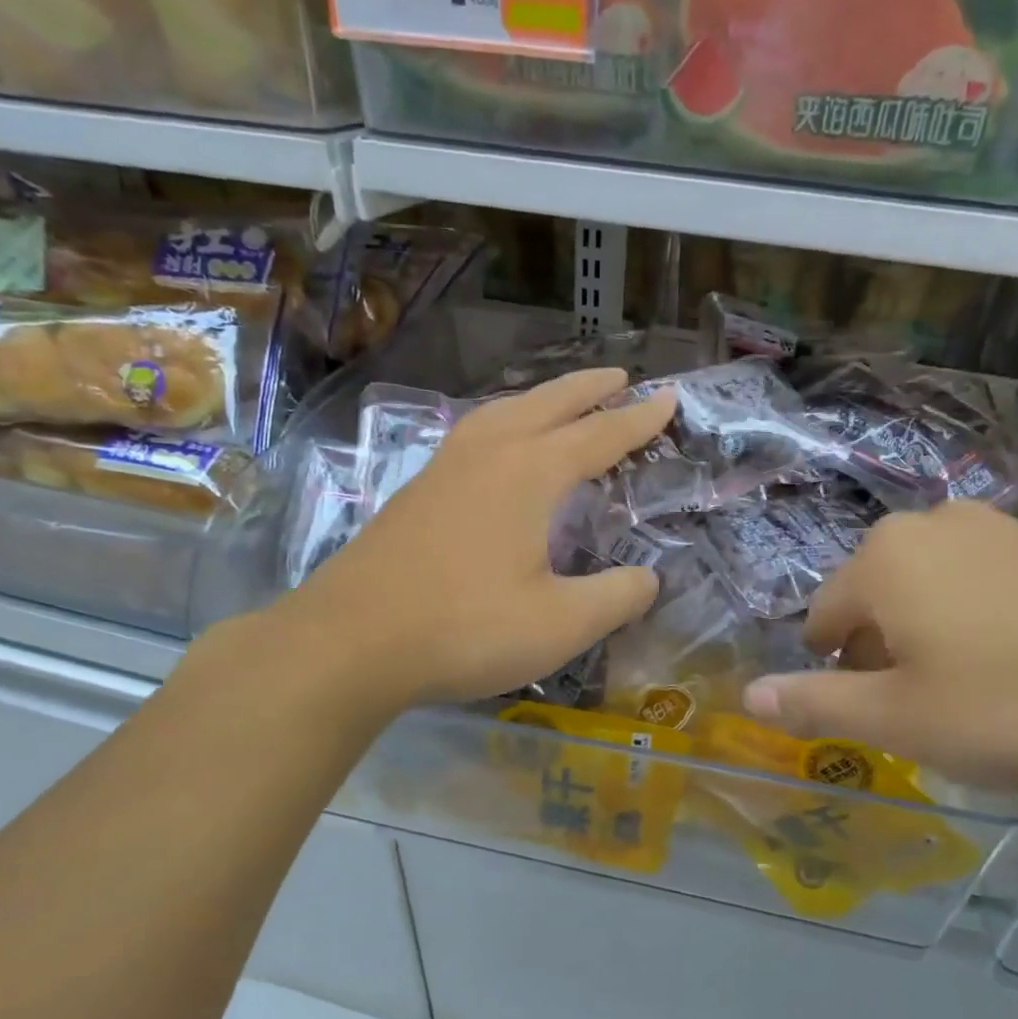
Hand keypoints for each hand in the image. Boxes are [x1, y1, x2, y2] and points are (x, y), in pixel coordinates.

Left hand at [275, 368, 676, 711]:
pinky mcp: (415, 492)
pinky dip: (503, 422)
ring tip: (562, 401)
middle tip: (620, 377)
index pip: (598, 436)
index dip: (638, 420)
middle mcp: (487, 455)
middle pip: (547, 405)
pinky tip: (497, 445)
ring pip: (502, 412)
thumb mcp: (559, 625)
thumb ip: (615, 598)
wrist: (349, 641)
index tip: (669, 398)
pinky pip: (473, 434)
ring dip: (541, 399)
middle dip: (589, 390)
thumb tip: (647, 579)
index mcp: (528, 474)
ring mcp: (444, 469)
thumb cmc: (464, 629)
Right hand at [741, 503, 1017, 793]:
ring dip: (930, 638)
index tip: (867, 712)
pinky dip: (982, 623)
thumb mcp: (900, 720)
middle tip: (921, 711)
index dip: (832, 669)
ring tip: (973, 694)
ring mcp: (999, 527)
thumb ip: (815, 704)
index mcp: (884, 557)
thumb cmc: (1015, 706)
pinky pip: (985, 584)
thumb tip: (749, 697)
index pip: (823, 616)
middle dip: (882, 652)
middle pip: (876, 597)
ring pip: (931, 589)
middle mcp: (932, 523)